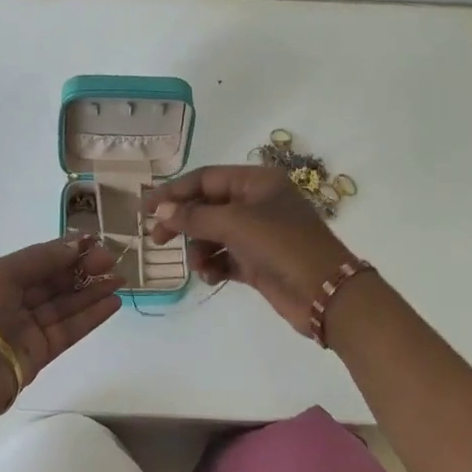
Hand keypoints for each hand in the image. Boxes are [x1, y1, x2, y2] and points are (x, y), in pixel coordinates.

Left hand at [0, 235, 122, 386]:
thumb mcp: (2, 274)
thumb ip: (42, 259)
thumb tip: (76, 244)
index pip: (37, 260)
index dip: (65, 250)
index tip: (95, 241)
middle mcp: (11, 301)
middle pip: (53, 281)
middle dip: (82, 269)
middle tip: (112, 259)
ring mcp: (26, 328)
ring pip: (65, 305)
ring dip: (92, 291)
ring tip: (119, 279)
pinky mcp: (40, 353)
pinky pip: (69, 329)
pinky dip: (90, 316)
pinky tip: (112, 302)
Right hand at [145, 165, 354, 335]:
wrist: (326, 293)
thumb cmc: (282, 245)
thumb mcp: (236, 224)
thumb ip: (194, 217)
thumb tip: (160, 210)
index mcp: (257, 182)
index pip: (205, 178)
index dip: (174, 191)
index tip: (145, 208)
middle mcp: (257, 203)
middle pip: (207, 206)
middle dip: (183, 223)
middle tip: (157, 239)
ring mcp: (258, 233)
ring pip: (213, 234)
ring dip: (200, 249)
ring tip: (199, 266)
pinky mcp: (257, 262)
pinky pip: (224, 258)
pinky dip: (214, 266)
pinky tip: (211, 277)